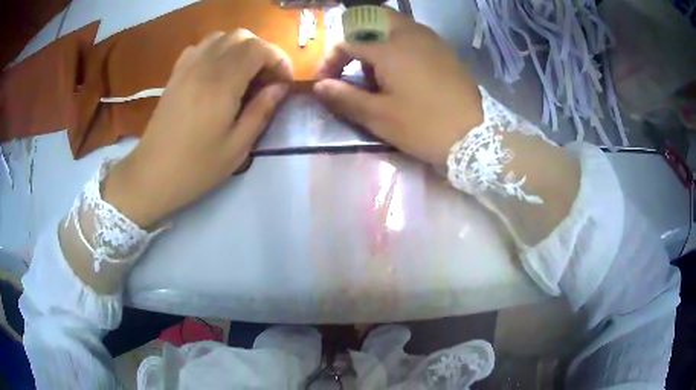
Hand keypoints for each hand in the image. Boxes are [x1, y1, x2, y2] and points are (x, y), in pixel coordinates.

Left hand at [103, 30, 291, 227]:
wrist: (152, 174)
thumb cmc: (196, 167)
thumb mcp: (237, 147)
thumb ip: (262, 111)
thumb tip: (279, 88)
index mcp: (221, 84)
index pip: (258, 49)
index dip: (278, 59)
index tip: (284, 82)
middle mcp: (204, 66)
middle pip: (241, 37)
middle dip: (262, 51)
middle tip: (266, 78)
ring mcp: (186, 67)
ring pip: (221, 37)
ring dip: (240, 48)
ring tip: (245, 73)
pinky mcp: (175, 74)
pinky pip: (201, 47)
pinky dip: (217, 50)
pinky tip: (218, 72)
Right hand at [314, 9, 482, 167]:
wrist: (477, 136)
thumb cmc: (425, 126)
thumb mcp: (379, 117)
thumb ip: (344, 97)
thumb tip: (318, 86)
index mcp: (389, 47)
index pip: (347, 41)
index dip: (330, 60)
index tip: (325, 83)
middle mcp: (409, 33)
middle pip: (371, 19)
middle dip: (354, 39)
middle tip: (351, 66)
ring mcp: (430, 39)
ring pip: (392, 24)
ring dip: (375, 40)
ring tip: (376, 72)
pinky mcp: (444, 49)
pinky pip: (412, 34)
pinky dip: (396, 43)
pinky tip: (401, 70)